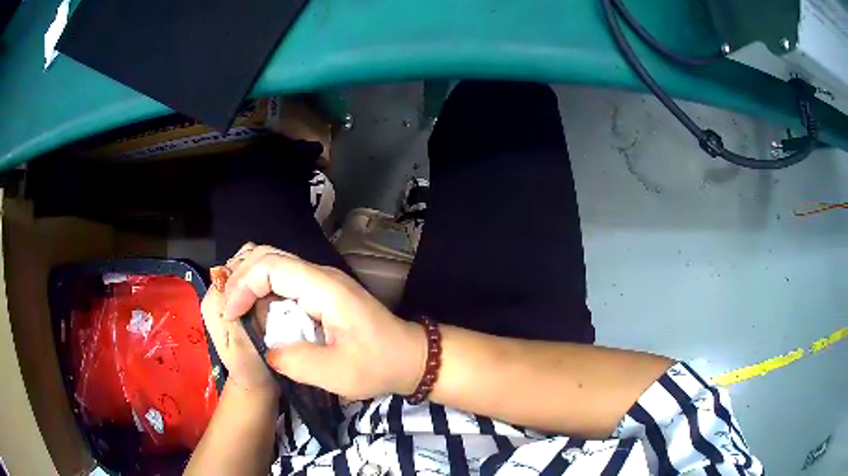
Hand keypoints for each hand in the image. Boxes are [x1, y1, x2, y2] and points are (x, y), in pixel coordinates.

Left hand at [201, 246, 278, 396]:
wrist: (256, 383)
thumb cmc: (250, 365)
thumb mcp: (241, 337)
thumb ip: (242, 306)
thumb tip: (252, 278)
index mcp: (214, 298)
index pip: (236, 266)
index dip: (258, 270)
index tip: (278, 282)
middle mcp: (219, 292)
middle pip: (242, 263)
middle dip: (263, 269)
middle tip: (284, 286)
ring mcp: (231, 296)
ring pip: (251, 269)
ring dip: (267, 275)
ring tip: (285, 289)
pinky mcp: (242, 301)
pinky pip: (256, 281)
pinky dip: (269, 282)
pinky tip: (282, 294)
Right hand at [218, 244, 426, 400]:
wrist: (409, 357)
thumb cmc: (378, 364)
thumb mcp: (338, 373)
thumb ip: (296, 362)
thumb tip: (267, 351)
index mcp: (324, 288)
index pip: (272, 266)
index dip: (244, 284)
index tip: (231, 314)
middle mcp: (321, 276)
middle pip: (270, 257)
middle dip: (241, 277)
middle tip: (227, 307)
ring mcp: (322, 282)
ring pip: (275, 266)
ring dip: (250, 281)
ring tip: (235, 307)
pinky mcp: (321, 293)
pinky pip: (284, 281)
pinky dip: (263, 291)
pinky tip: (255, 310)